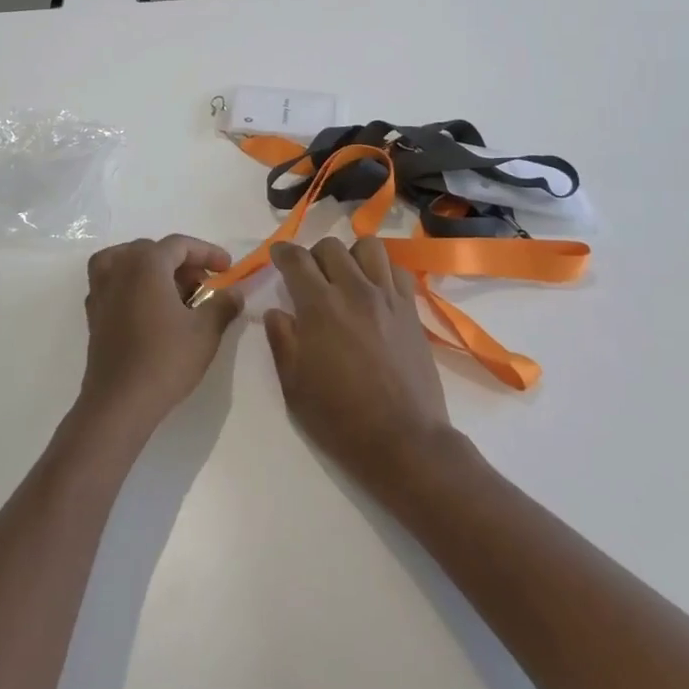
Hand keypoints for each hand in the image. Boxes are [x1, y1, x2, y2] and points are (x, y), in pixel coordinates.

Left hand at [79, 235, 241, 431]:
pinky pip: (113, 283)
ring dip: (152, 269)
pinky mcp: (93, 313)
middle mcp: (119, 268)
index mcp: (146, 263)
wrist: (119, 402)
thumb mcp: (205, 332)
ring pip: (127, 262)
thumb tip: (235, 293)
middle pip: (153, 250)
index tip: (227, 268)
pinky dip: (131, 284)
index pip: (180, 245)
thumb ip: (223, 305)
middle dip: (182, 263)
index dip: (207, 252)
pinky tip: (147, 308)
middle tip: (205, 285)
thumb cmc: (165, 360)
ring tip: (173, 291)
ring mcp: (101, 290)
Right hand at [264, 237, 455, 490]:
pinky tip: (376, 291)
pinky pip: (398, 270)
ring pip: (368, 247)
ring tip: (347, 277)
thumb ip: (281, 340)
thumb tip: (276, 312)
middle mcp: (354, 290)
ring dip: (351, 256)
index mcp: (320, 306)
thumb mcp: (294, 385)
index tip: (277, 255)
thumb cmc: (340, 418)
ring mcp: (387, 297)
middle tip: (310, 277)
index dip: (282, 252)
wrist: (404, 441)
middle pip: (331, 246)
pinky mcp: (411, 310)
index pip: (297, 259)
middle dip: (314, 255)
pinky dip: (383, 271)